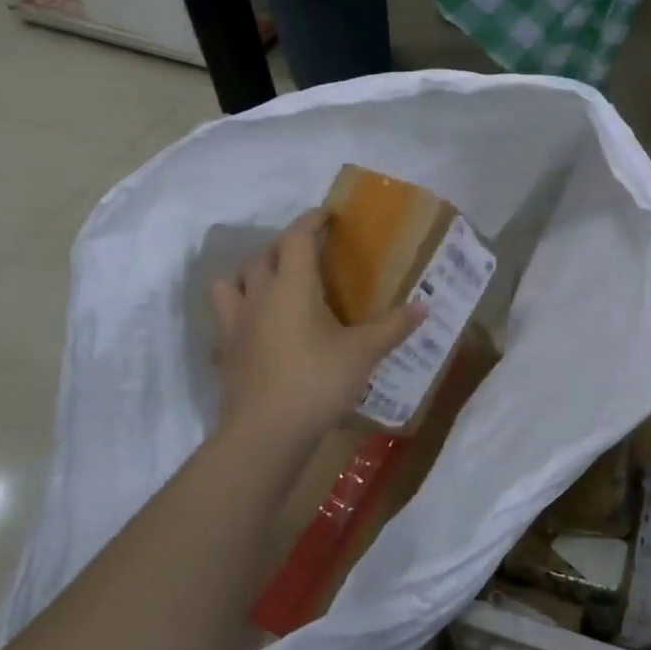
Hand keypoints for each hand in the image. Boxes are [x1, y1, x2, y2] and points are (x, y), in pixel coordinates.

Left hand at [210, 211, 424, 452]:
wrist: (265, 434)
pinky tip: (256, 329)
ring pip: (230, 283)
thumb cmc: (317, 382)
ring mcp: (235, 325)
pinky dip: (239, 314)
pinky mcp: (226, 353)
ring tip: (271, 284)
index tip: (327, 215)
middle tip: (307, 252)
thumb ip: (393, 326)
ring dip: (249, 275)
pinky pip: (226, 321)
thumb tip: (424, 306)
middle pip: (262, 256)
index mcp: (291, 286)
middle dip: (283, 246)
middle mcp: (258, 297)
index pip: (296, 238)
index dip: (311, 221)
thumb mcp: (363, 353)